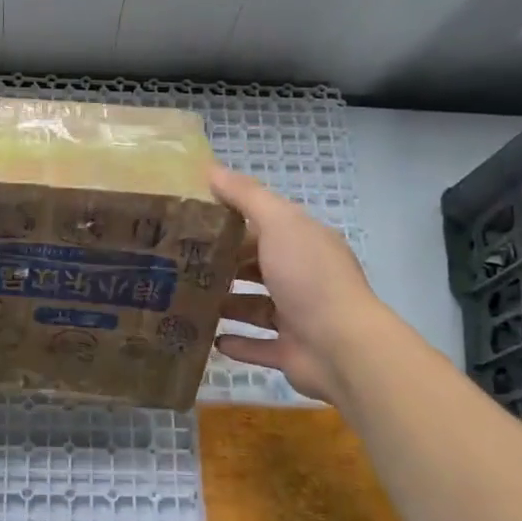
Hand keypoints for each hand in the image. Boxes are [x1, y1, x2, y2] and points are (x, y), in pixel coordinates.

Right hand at [211, 165, 377, 402]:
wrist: (342, 346)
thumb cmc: (309, 277)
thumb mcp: (278, 223)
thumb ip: (246, 196)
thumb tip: (211, 168)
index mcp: (305, 243)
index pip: (265, 225)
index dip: (231, 221)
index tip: (191, 222)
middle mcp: (303, 277)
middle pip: (259, 265)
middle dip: (225, 264)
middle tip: (180, 263)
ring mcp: (298, 317)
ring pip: (256, 307)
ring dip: (228, 303)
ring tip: (188, 300)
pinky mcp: (290, 352)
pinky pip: (258, 346)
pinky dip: (237, 343)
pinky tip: (211, 339)